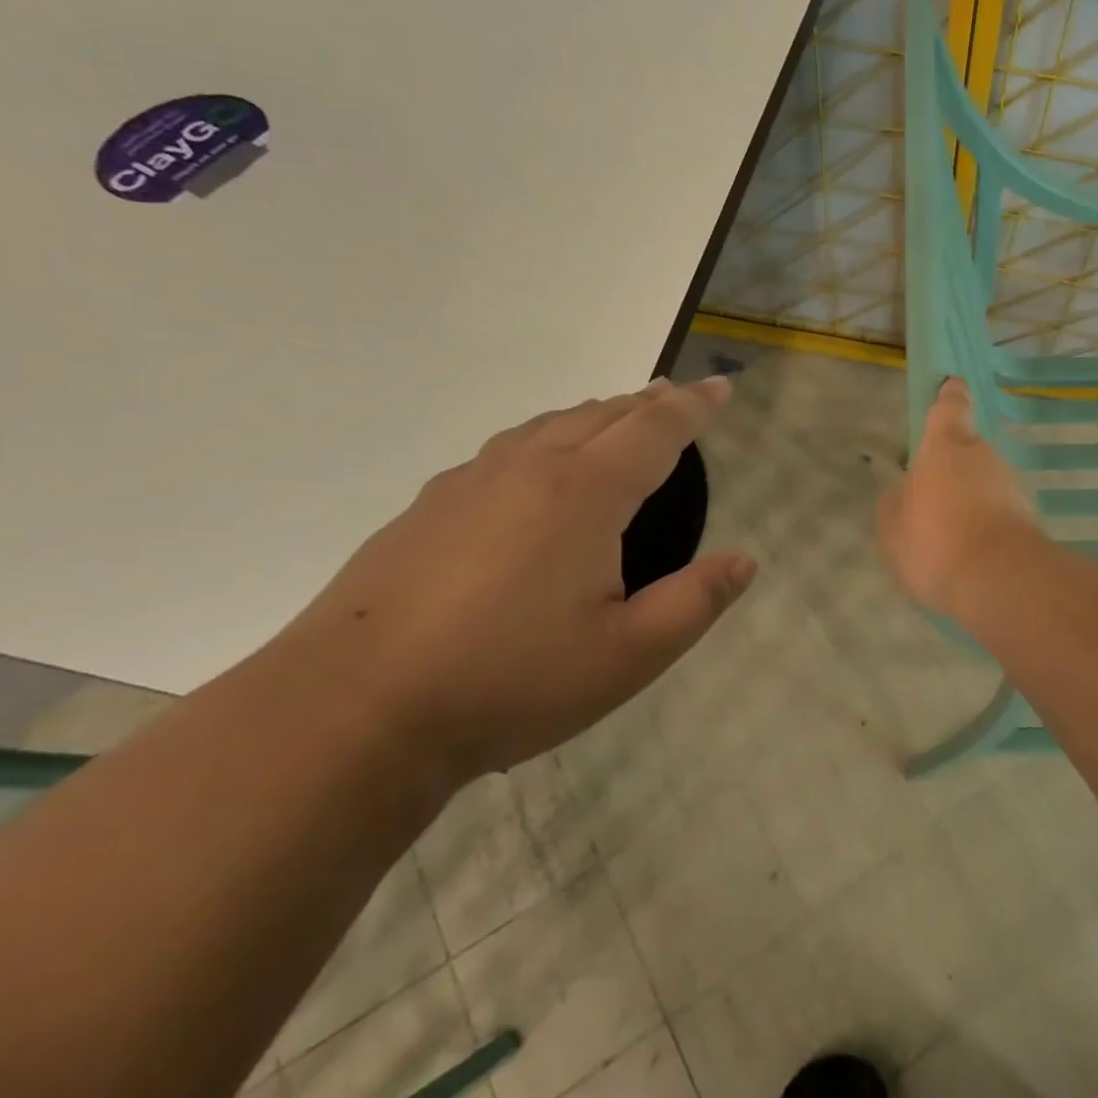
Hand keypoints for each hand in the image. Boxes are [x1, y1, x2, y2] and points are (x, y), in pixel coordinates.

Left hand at [275, 377, 755, 784]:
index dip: (694, 406)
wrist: (352, 711)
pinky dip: (546, 438)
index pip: (655, 430)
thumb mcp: (628, 656)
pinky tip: (538, 468)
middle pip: (602, 414)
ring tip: (617, 420)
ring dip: (595, 414)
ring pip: (549, 425)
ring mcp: (470, 483)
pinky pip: (507, 449)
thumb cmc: (509, 681)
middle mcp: (529, 468)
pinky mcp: (428, 507)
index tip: (720, 386)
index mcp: (584, 494)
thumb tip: (744, 561)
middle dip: (648, 402)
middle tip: (677, 397)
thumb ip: (695, 602)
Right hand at [876, 378, 1039, 618]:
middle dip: (953, 467)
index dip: (949, 397)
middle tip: (933, 497)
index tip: (952, 387)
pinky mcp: (1029, 517)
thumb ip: (895, 504)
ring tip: (950, 535)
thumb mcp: (893, 529)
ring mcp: (1012, 485)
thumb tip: (904, 492)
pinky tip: (971, 553)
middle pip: (967, 450)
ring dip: (970, 499)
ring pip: (986, 482)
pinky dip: (986, 524)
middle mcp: (983, 456)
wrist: (1001, 582)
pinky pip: (999, 512)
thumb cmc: (935, 543)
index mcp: (945, 448)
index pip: (949, 408)